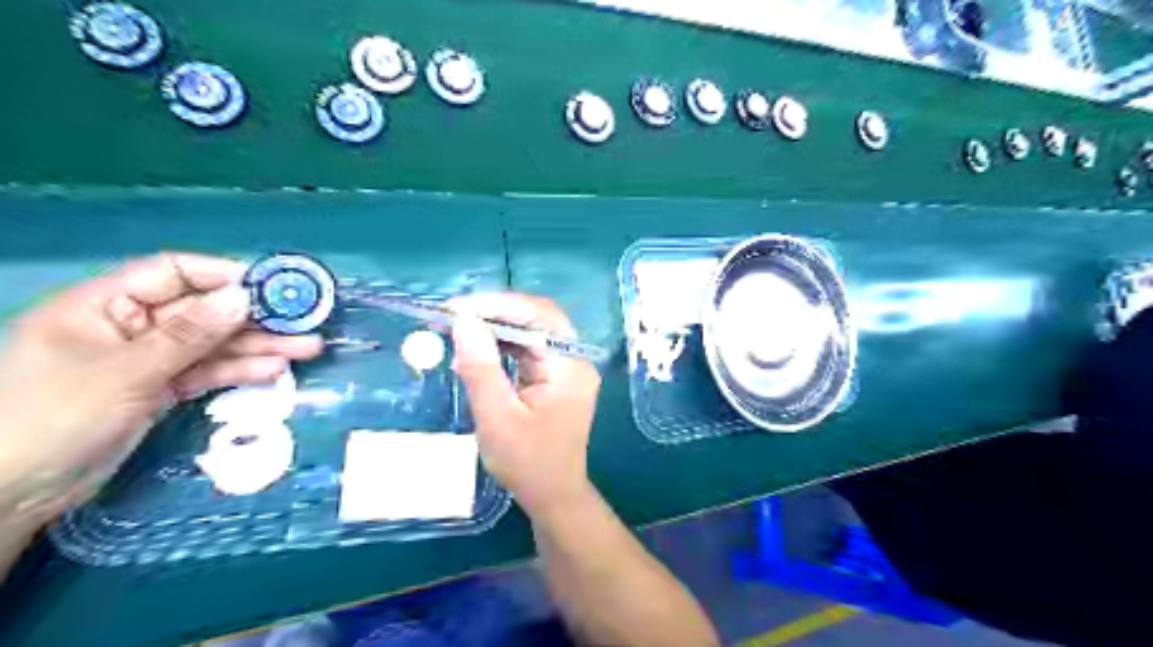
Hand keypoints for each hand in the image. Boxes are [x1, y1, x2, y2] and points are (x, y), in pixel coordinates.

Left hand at [0, 252, 319, 529]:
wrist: (12, 494)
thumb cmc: (52, 418)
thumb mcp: (125, 371)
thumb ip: (189, 334)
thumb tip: (243, 297)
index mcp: (104, 305)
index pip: (173, 273)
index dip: (223, 276)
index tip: (271, 288)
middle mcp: (131, 326)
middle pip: (205, 312)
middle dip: (255, 318)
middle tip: (305, 322)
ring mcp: (148, 360)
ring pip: (214, 345)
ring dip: (259, 346)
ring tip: (307, 349)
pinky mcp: (161, 390)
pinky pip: (208, 372)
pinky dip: (240, 372)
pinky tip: (274, 371)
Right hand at [449, 297, 599, 517]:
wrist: (553, 496)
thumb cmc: (528, 464)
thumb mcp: (497, 419)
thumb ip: (481, 369)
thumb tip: (463, 322)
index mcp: (570, 367)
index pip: (541, 316)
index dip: (500, 305)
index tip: (458, 308)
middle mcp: (573, 360)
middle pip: (537, 320)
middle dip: (495, 313)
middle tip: (453, 316)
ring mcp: (564, 368)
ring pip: (530, 332)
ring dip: (495, 327)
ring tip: (457, 329)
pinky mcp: (553, 378)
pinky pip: (527, 350)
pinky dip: (500, 346)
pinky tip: (475, 350)